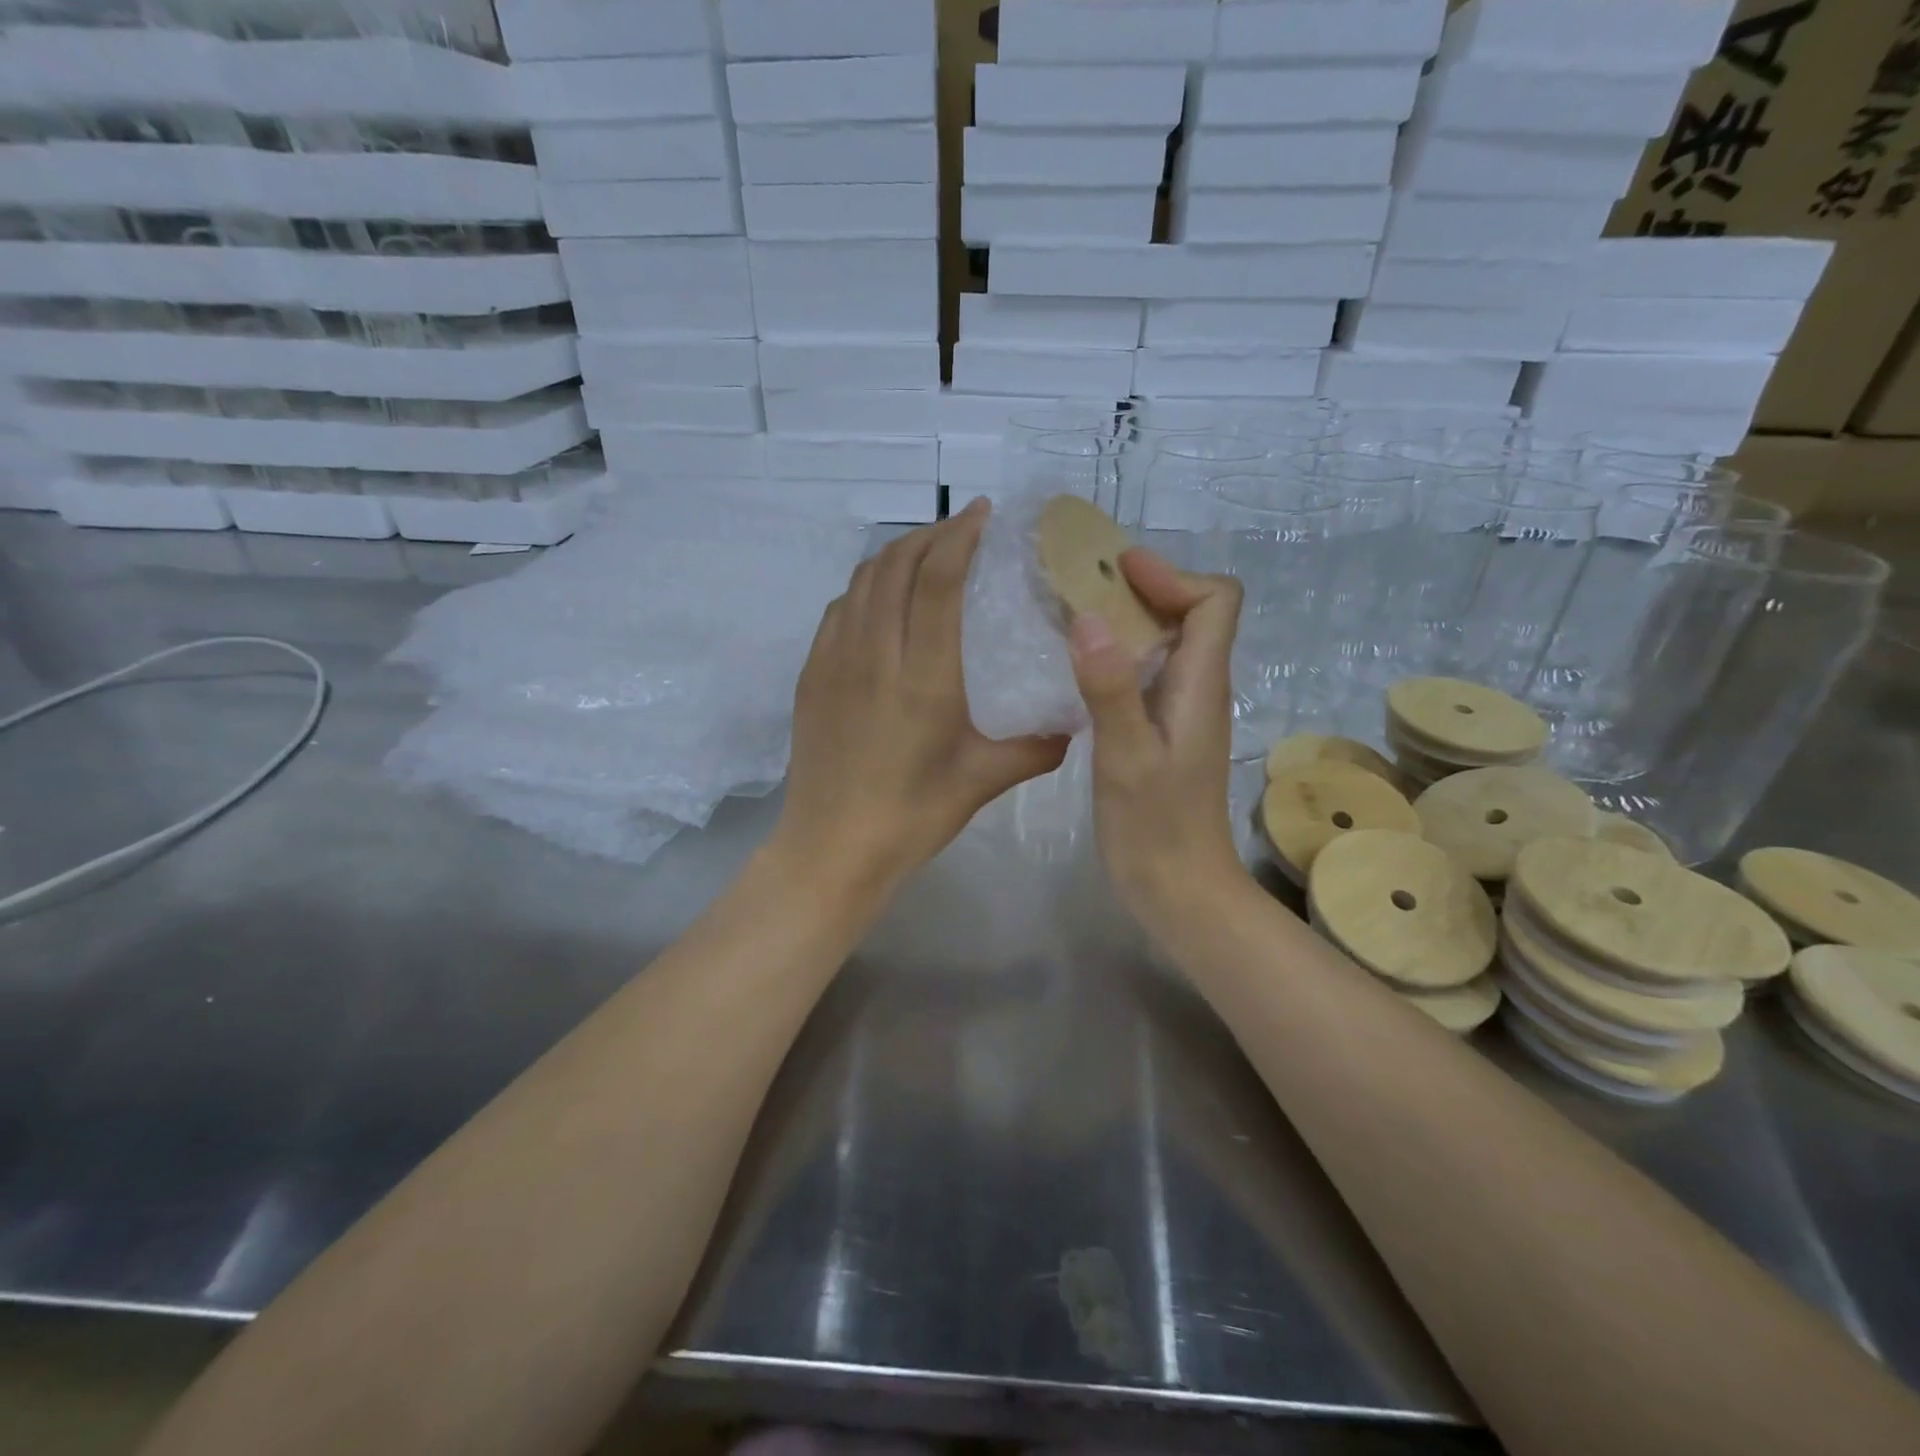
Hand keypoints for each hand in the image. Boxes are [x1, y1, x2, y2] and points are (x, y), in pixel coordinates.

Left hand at [773, 500, 1069, 896]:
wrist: (831, 848)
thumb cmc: (912, 816)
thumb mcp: (983, 782)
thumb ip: (1036, 748)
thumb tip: (1074, 724)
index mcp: (922, 676)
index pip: (937, 581)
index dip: (959, 536)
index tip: (982, 513)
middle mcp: (873, 654)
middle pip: (894, 566)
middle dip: (929, 535)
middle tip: (960, 529)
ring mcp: (833, 661)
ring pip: (861, 582)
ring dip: (894, 555)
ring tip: (925, 554)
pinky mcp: (811, 676)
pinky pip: (838, 610)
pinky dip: (865, 588)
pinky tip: (882, 602)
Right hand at [1068, 549, 1249, 934]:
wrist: (1179, 890)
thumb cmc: (1155, 828)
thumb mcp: (1126, 757)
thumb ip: (1110, 688)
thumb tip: (1090, 617)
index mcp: (1202, 685)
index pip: (1216, 601)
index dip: (1172, 576)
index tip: (1117, 572)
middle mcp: (1199, 689)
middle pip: (1193, 613)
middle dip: (1144, 588)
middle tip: (1082, 586)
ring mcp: (1181, 712)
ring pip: (1168, 643)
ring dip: (1128, 620)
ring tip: (1072, 615)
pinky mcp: (1162, 732)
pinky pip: (1148, 673)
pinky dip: (1118, 655)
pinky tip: (1078, 668)